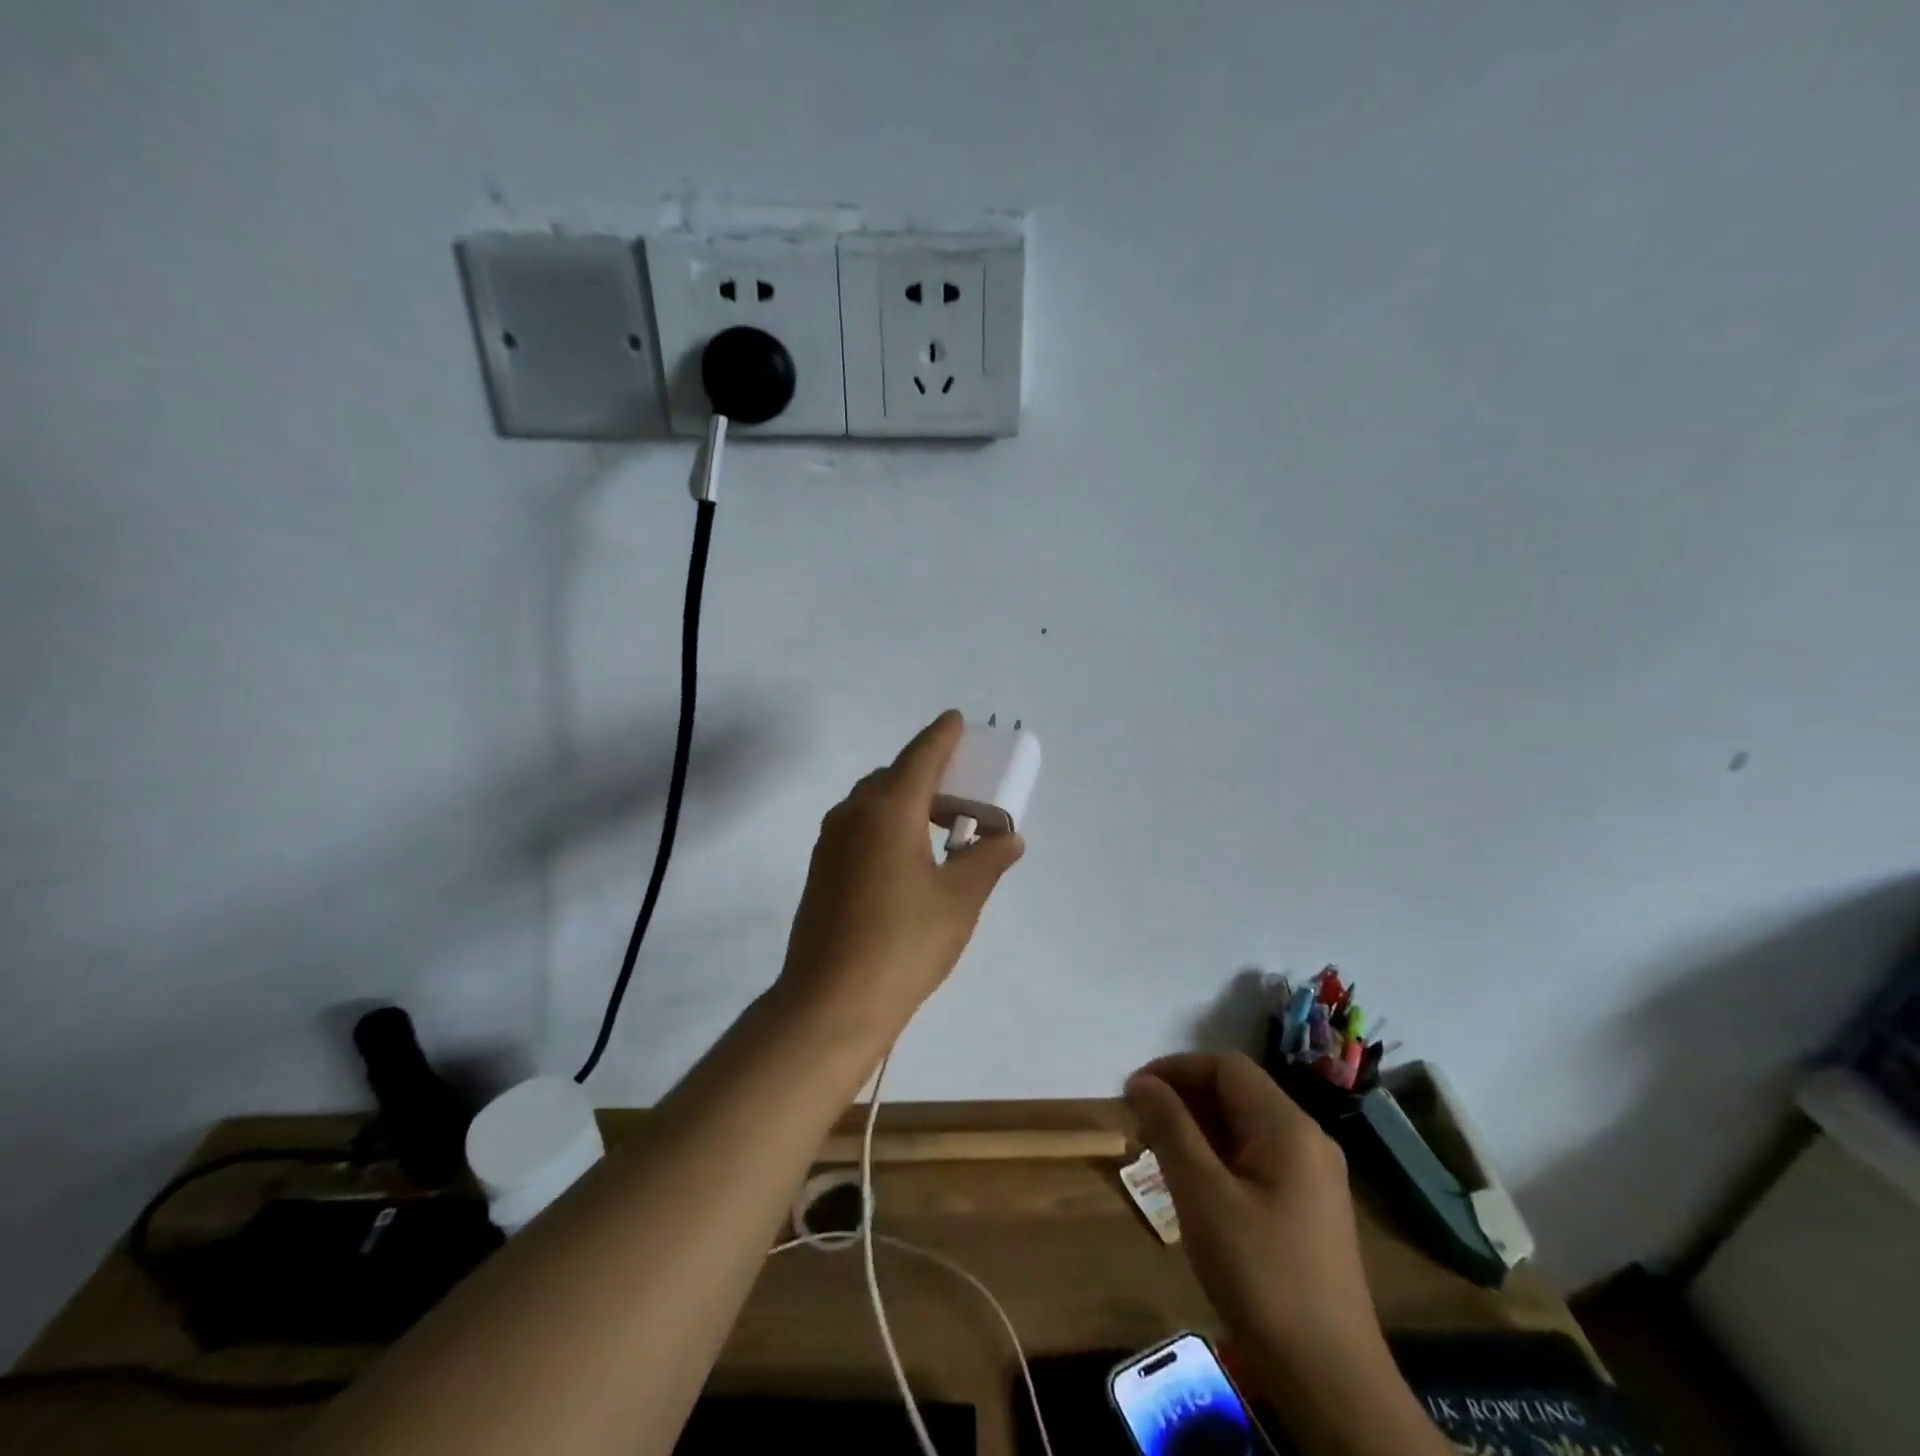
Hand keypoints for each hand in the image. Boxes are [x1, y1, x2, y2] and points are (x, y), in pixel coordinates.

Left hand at [775, 711, 1023, 1046]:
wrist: (831, 1003)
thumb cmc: (903, 944)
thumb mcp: (959, 901)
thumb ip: (986, 860)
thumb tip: (1009, 838)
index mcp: (887, 811)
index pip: (920, 757)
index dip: (941, 736)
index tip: (955, 719)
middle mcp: (852, 815)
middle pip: (893, 777)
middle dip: (927, 774)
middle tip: (962, 791)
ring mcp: (831, 843)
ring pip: (872, 803)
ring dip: (906, 802)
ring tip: (941, 828)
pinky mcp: (821, 870)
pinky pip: (859, 827)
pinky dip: (887, 825)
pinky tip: (909, 858)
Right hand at [1125, 1053, 1385, 1381]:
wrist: (1331, 1381)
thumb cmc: (1260, 1275)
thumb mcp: (1203, 1195)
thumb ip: (1170, 1128)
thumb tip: (1141, 1081)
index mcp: (1288, 1126)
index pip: (1225, 1067)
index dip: (1176, 1069)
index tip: (1133, 1093)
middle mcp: (1306, 1139)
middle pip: (1236, 1093)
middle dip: (1183, 1099)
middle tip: (1138, 1126)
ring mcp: (1312, 1176)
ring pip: (1244, 1127)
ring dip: (1197, 1128)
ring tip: (1156, 1154)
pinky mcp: (1308, 1208)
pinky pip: (1256, 1158)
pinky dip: (1218, 1157)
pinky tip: (1192, 1187)